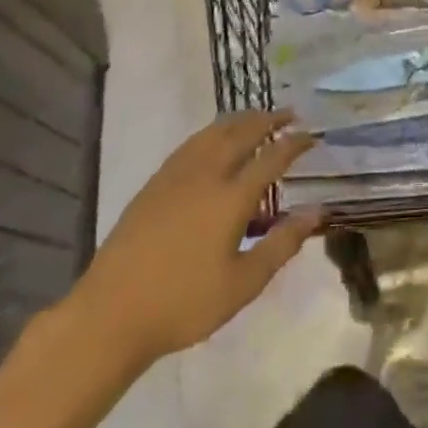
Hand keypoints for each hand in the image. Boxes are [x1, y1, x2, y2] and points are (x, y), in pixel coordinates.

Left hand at [58, 112, 320, 375]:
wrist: (111, 314)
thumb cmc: (184, 304)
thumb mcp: (243, 284)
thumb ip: (282, 244)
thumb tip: (317, 211)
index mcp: (231, 198)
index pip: (272, 158)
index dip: (295, 143)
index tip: (313, 135)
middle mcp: (206, 175)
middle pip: (242, 134)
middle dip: (269, 119)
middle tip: (289, 113)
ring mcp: (176, 176)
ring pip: (213, 133)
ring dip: (240, 120)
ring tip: (256, 116)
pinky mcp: (154, 184)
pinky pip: (191, 144)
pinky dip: (212, 132)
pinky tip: (214, 139)